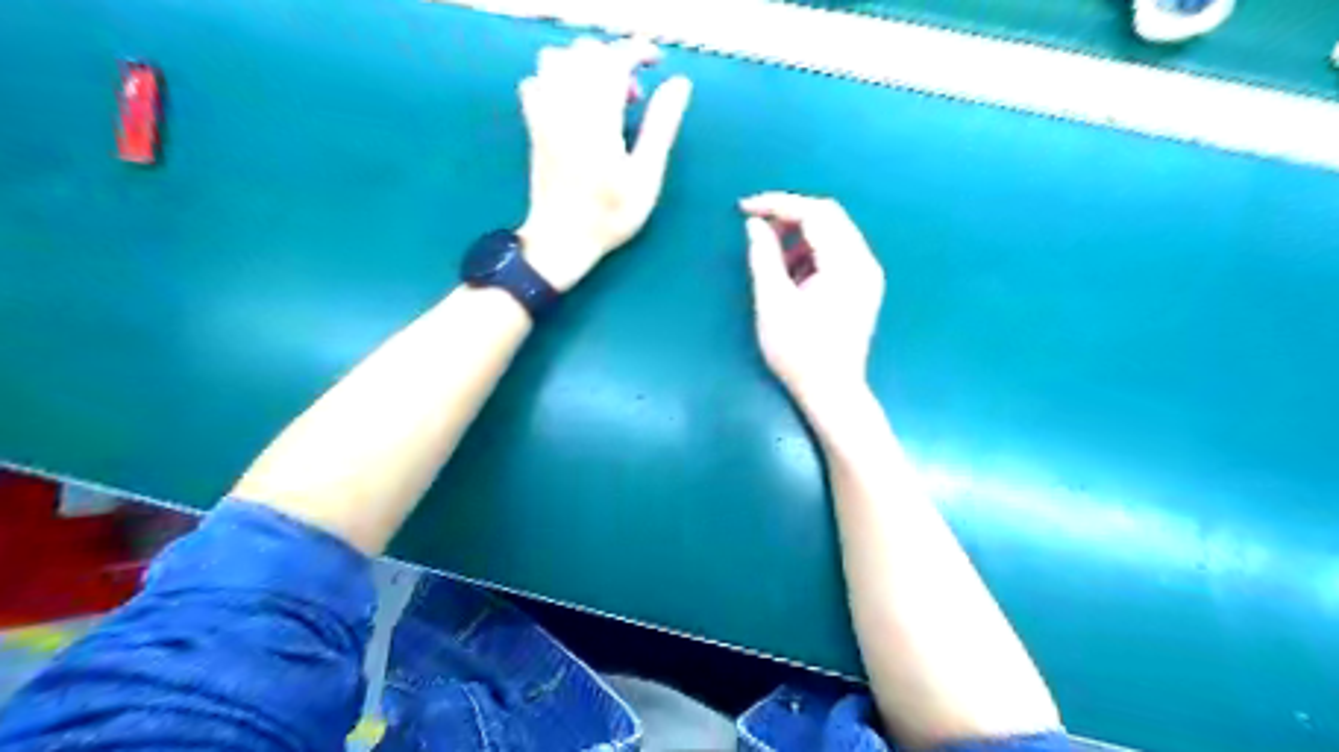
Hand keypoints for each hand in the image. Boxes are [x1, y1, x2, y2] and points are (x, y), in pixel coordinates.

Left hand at [516, 36, 696, 293]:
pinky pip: (536, 81)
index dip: (637, 51)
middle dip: (614, 60)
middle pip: (585, 52)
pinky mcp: (533, 126)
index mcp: (598, 118)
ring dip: (584, 66)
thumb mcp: (646, 177)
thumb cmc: (610, 215)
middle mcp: (566, 107)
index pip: (614, 59)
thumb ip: (661, 126)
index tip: (656, 62)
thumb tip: (679, 84)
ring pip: (556, 60)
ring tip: (602, 97)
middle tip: (633, 96)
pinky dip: (556, 80)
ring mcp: (544, 115)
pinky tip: (573, 106)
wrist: (562, 239)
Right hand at [738, 194, 887, 414]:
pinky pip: (836, 254)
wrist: (832, 392)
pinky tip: (791, 273)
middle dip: (789, 216)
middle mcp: (864, 262)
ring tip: (770, 255)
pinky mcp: (862, 288)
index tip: (745, 208)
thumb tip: (755, 224)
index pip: (815, 213)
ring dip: (799, 235)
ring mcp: (866, 275)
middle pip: (828, 217)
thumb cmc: (799, 352)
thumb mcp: (773, 303)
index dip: (778, 204)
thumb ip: (763, 257)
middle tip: (756, 226)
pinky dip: (811, 253)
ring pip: (833, 234)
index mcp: (847, 264)